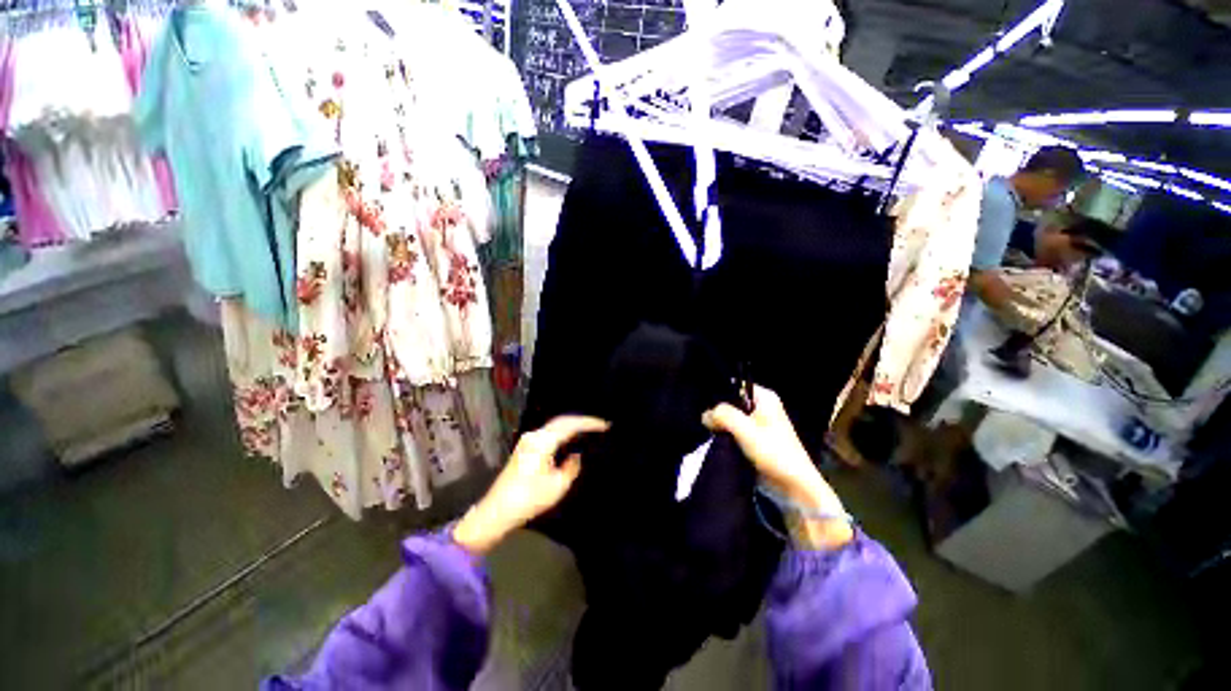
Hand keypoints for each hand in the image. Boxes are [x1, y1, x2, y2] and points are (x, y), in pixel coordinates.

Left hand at [453, 416, 609, 554]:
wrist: (497, 511)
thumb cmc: (529, 499)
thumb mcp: (558, 485)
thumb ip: (572, 466)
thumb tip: (576, 455)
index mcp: (543, 441)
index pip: (570, 425)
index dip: (589, 423)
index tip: (605, 425)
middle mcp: (534, 435)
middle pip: (562, 421)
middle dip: (582, 421)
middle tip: (600, 425)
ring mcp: (528, 440)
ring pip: (555, 426)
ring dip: (572, 426)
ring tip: (589, 429)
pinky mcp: (525, 447)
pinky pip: (549, 433)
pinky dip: (563, 432)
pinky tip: (571, 438)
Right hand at [703, 386, 853, 549]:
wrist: (793, 488)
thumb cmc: (774, 453)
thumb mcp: (745, 429)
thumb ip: (723, 415)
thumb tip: (705, 415)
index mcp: (765, 397)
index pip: (735, 386)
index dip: (719, 394)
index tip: (704, 406)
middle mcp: (762, 407)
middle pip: (731, 403)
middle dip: (718, 412)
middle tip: (705, 422)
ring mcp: (758, 424)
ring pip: (731, 419)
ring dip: (721, 426)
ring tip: (709, 432)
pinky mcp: (755, 440)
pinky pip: (734, 432)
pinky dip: (726, 436)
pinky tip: (716, 441)